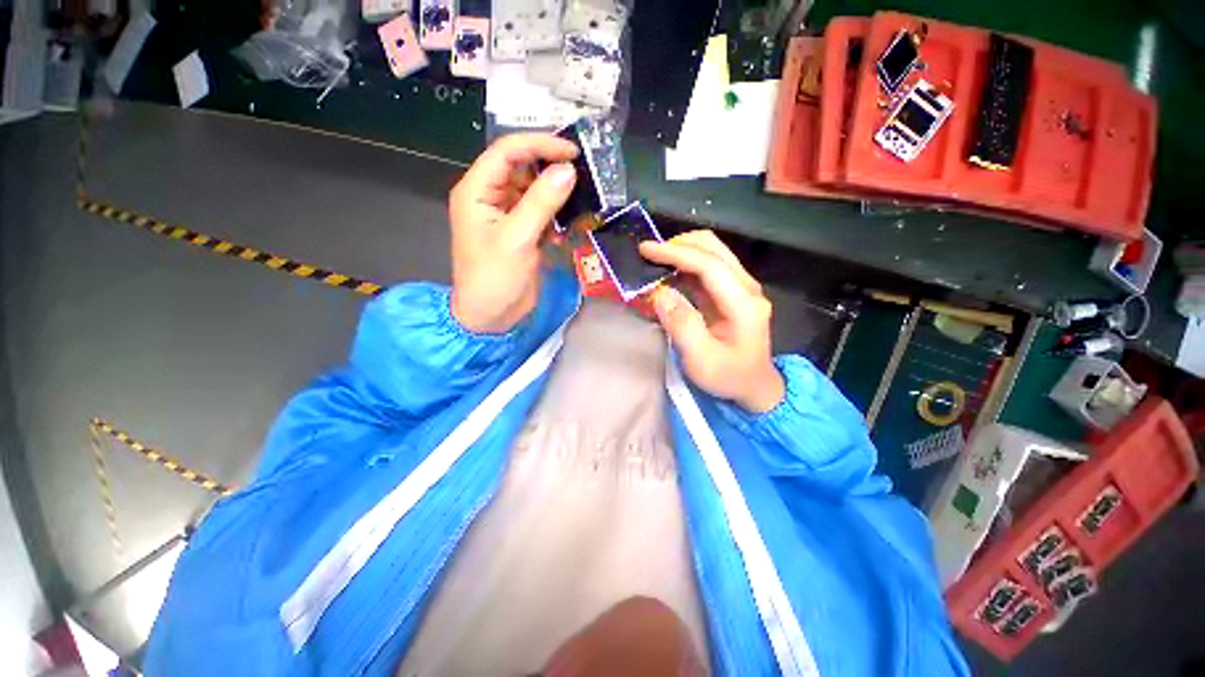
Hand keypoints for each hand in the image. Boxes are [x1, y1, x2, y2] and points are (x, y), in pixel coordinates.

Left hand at [449, 133, 578, 332]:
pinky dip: (557, 212)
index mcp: (477, 191)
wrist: (492, 317)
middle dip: (551, 165)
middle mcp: (491, 196)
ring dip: (557, 190)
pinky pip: (541, 211)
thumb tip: (568, 170)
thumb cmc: (494, 278)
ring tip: (584, 191)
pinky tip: (572, 220)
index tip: (572, 152)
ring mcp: (508, 214)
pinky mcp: (522, 230)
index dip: (539, 145)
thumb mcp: (517, 239)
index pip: (507, 152)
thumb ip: (541, 203)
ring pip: (534, 189)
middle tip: (584, 169)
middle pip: (522, 167)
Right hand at [639, 231, 784, 412]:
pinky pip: (706, 266)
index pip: (709, 265)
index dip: (676, 253)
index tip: (645, 250)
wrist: (755, 385)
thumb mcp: (702, 360)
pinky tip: (667, 273)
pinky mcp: (731, 291)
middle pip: (713, 247)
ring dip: (680, 251)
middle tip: (648, 256)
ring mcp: (741, 286)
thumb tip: (659, 292)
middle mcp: (747, 287)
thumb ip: (682, 325)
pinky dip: (684, 263)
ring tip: (653, 262)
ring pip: (710, 251)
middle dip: (678, 245)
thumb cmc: (729, 377)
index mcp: (744, 304)